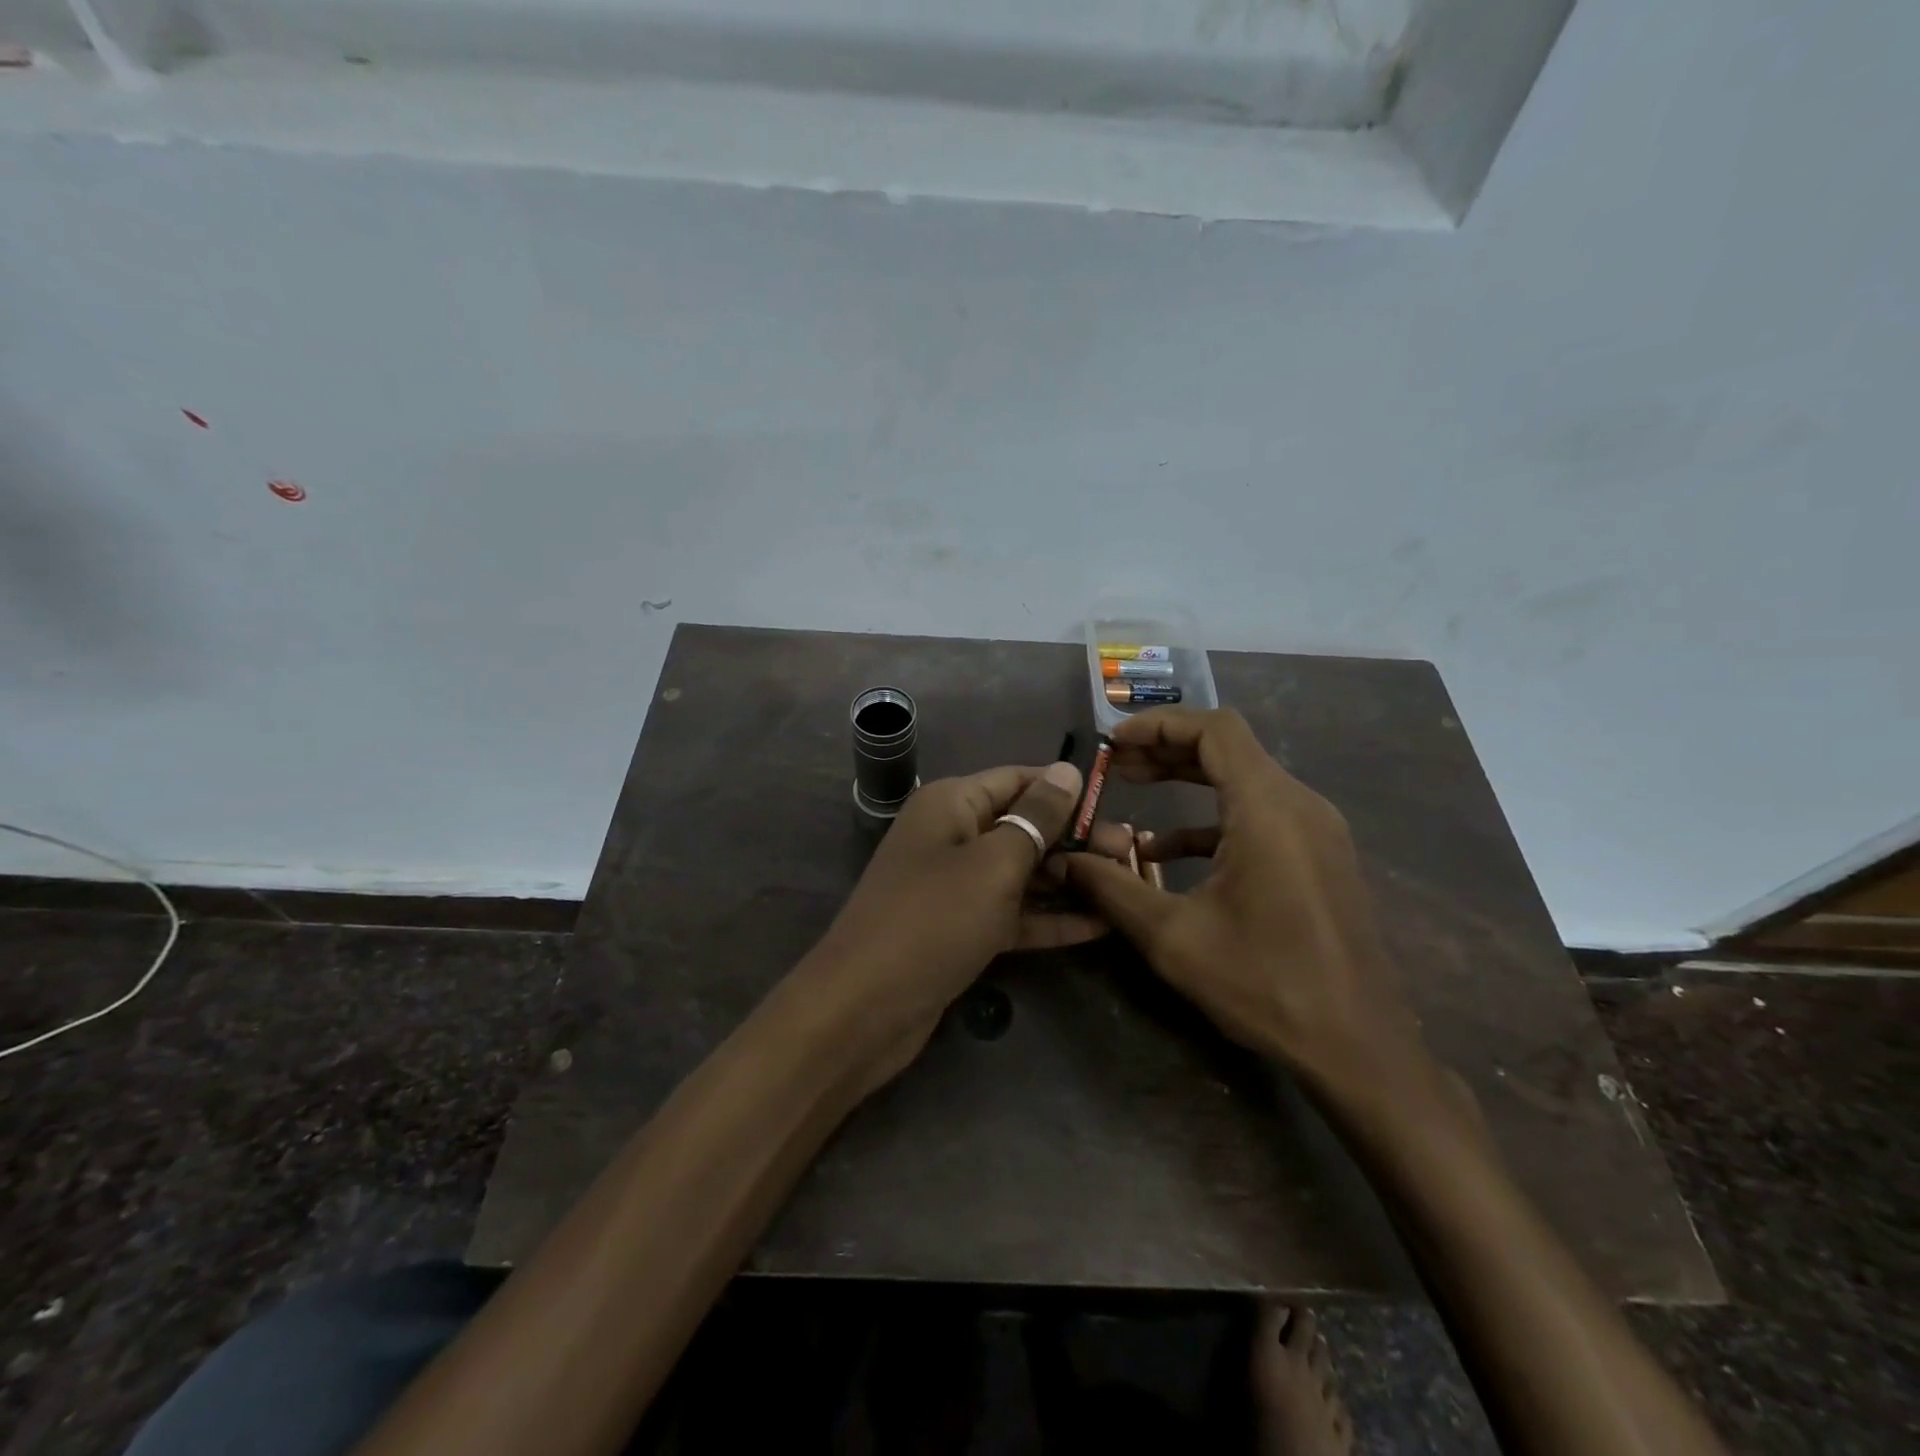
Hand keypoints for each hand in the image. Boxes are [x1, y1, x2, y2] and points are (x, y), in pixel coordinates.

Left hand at [804, 762, 1133, 1089]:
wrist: (865, 1008)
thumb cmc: (934, 919)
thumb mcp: (994, 863)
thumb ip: (1036, 817)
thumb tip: (1067, 770)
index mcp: (952, 804)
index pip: (1018, 779)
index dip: (1066, 789)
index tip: (1117, 804)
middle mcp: (953, 836)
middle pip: (1023, 825)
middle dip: (1075, 838)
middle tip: (1132, 852)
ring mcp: (956, 886)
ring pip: (1022, 872)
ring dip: (1069, 878)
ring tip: (1126, 881)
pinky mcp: (962, 929)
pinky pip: (1013, 913)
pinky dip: (1050, 918)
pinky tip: (1099, 926)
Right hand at [1060, 708, 1424, 1095]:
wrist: (1359, 1047)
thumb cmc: (1266, 984)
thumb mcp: (1172, 937)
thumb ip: (1112, 888)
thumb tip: (1065, 861)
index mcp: (1268, 809)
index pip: (1215, 729)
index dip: (1159, 724)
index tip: (1114, 742)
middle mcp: (1298, 805)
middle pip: (1228, 748)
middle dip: (1166, 749)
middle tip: (1116, 765)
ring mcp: (1315, 830)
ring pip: (1243, 779)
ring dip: (1188, 779)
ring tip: (1134, 789)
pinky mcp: (1318, 856)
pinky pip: (1259, 815)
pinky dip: (1211, 817)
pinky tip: (1168, 850)